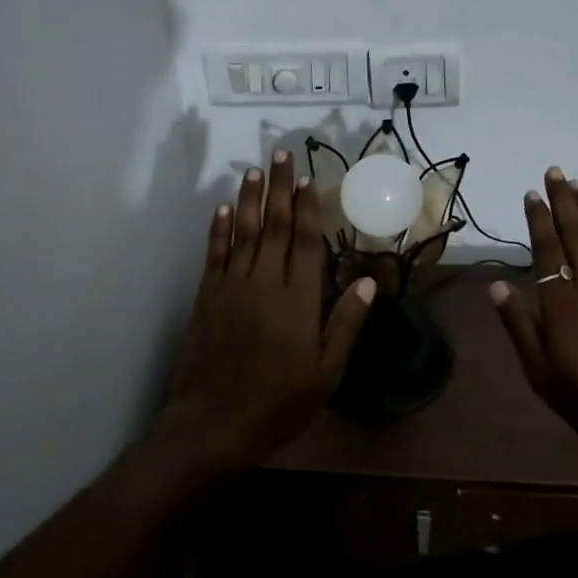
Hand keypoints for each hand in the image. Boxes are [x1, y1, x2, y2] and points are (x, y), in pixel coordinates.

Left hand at [155, 150, 375, 474]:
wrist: (213, 423)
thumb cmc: (278, 403)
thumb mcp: (326, 373)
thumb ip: (346, 324)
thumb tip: (369, 283)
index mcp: (298, 299)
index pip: (304, 241)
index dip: (307, 207)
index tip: (308, 178)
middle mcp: (264, 282)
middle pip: (274, 225)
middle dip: (279, 188)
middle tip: (281, 154)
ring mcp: (232, 286)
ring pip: (244, 231)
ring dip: (250, 199)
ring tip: (255, 170)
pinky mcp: (208, 296)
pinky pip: (216, 253)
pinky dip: (220, 229)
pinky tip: (224, 209)